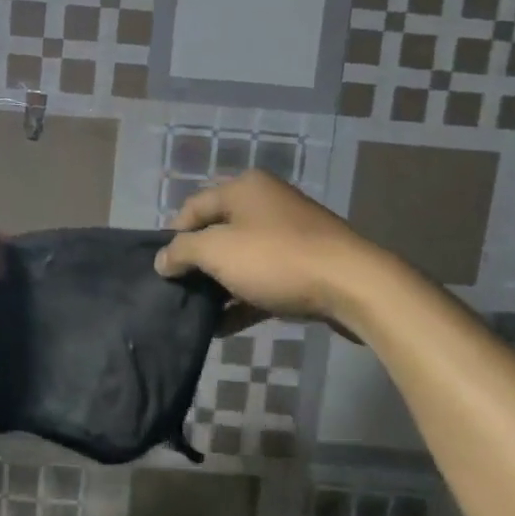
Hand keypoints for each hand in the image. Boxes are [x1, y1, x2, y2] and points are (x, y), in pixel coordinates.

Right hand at [154, 171, 381, 332]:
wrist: (352, 286)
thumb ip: (183, 251)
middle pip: (218, 231)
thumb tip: (162, 260)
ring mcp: (289, 235)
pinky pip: (263, 281)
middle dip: (197, 262)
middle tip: (178, 290)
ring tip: (197, 312)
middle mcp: (266, 203)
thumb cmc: (277, 258)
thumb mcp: (218, 251)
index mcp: (244, 188)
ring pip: (242, 259)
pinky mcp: (305, 266)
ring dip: (219, 285)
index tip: (162, 268)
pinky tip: (223, 327)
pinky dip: (243, 300)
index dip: (173, 235)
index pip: (194, 206)